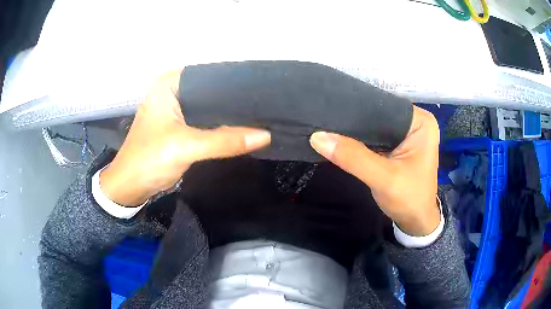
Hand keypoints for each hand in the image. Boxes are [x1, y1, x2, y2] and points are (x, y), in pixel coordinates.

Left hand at [100, 70, 270, 205]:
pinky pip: (205, 121)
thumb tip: (265, 135)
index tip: (259, 88)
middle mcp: (172, 91)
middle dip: (233, 99)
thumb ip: (224, 141)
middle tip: (263, 102)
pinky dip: (219, 126)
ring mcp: (175, 109)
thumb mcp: (186, 147)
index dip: (233, 82)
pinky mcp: (179, 126)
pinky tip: (240, 126)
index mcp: (169, 84)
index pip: (209, 75)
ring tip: (257, 112)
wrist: (131, 186)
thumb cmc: (149, 160)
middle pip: (210, 91)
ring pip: (208, 107)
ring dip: (227, 114)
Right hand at [309, 106, 439, 235]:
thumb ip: (353, 157)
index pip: (384, 105)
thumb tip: (317, 136)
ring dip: (355, 130)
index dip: (358, 108)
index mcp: (421, 122)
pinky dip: (359, 140)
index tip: (330, 109)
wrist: (415, 222)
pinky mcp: (398, 144)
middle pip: (379, 114)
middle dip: (355, 119)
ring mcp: (406, 133)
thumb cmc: (409, 200)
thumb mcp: (383, 179)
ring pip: (375, 126)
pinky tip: (340, 136)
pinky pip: (375, 136)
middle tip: (324, 117)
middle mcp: (415, 121)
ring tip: (328, 123)